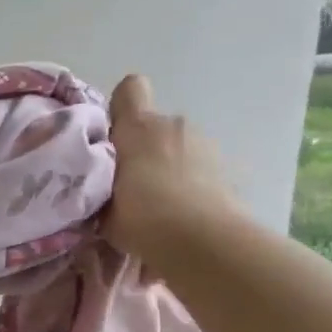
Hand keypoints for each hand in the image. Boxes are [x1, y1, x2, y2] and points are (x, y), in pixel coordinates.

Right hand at [103, 74, 238, 262]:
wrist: (203, 242)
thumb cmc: (143, 218)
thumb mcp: (104, 208)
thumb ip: (101, 187)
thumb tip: (102, 188)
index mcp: (138, 127)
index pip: (130, 89)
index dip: (122, 109)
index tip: (116, 138)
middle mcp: (174, 125)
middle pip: (155, 126)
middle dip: (145, 150)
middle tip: (135, 188)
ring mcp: (206, 144)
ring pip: (180, 148)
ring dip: (172, 168)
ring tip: (165, 207)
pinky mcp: (230, 168)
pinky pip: (202, 170)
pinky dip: (195, 185)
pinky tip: (189, 216)